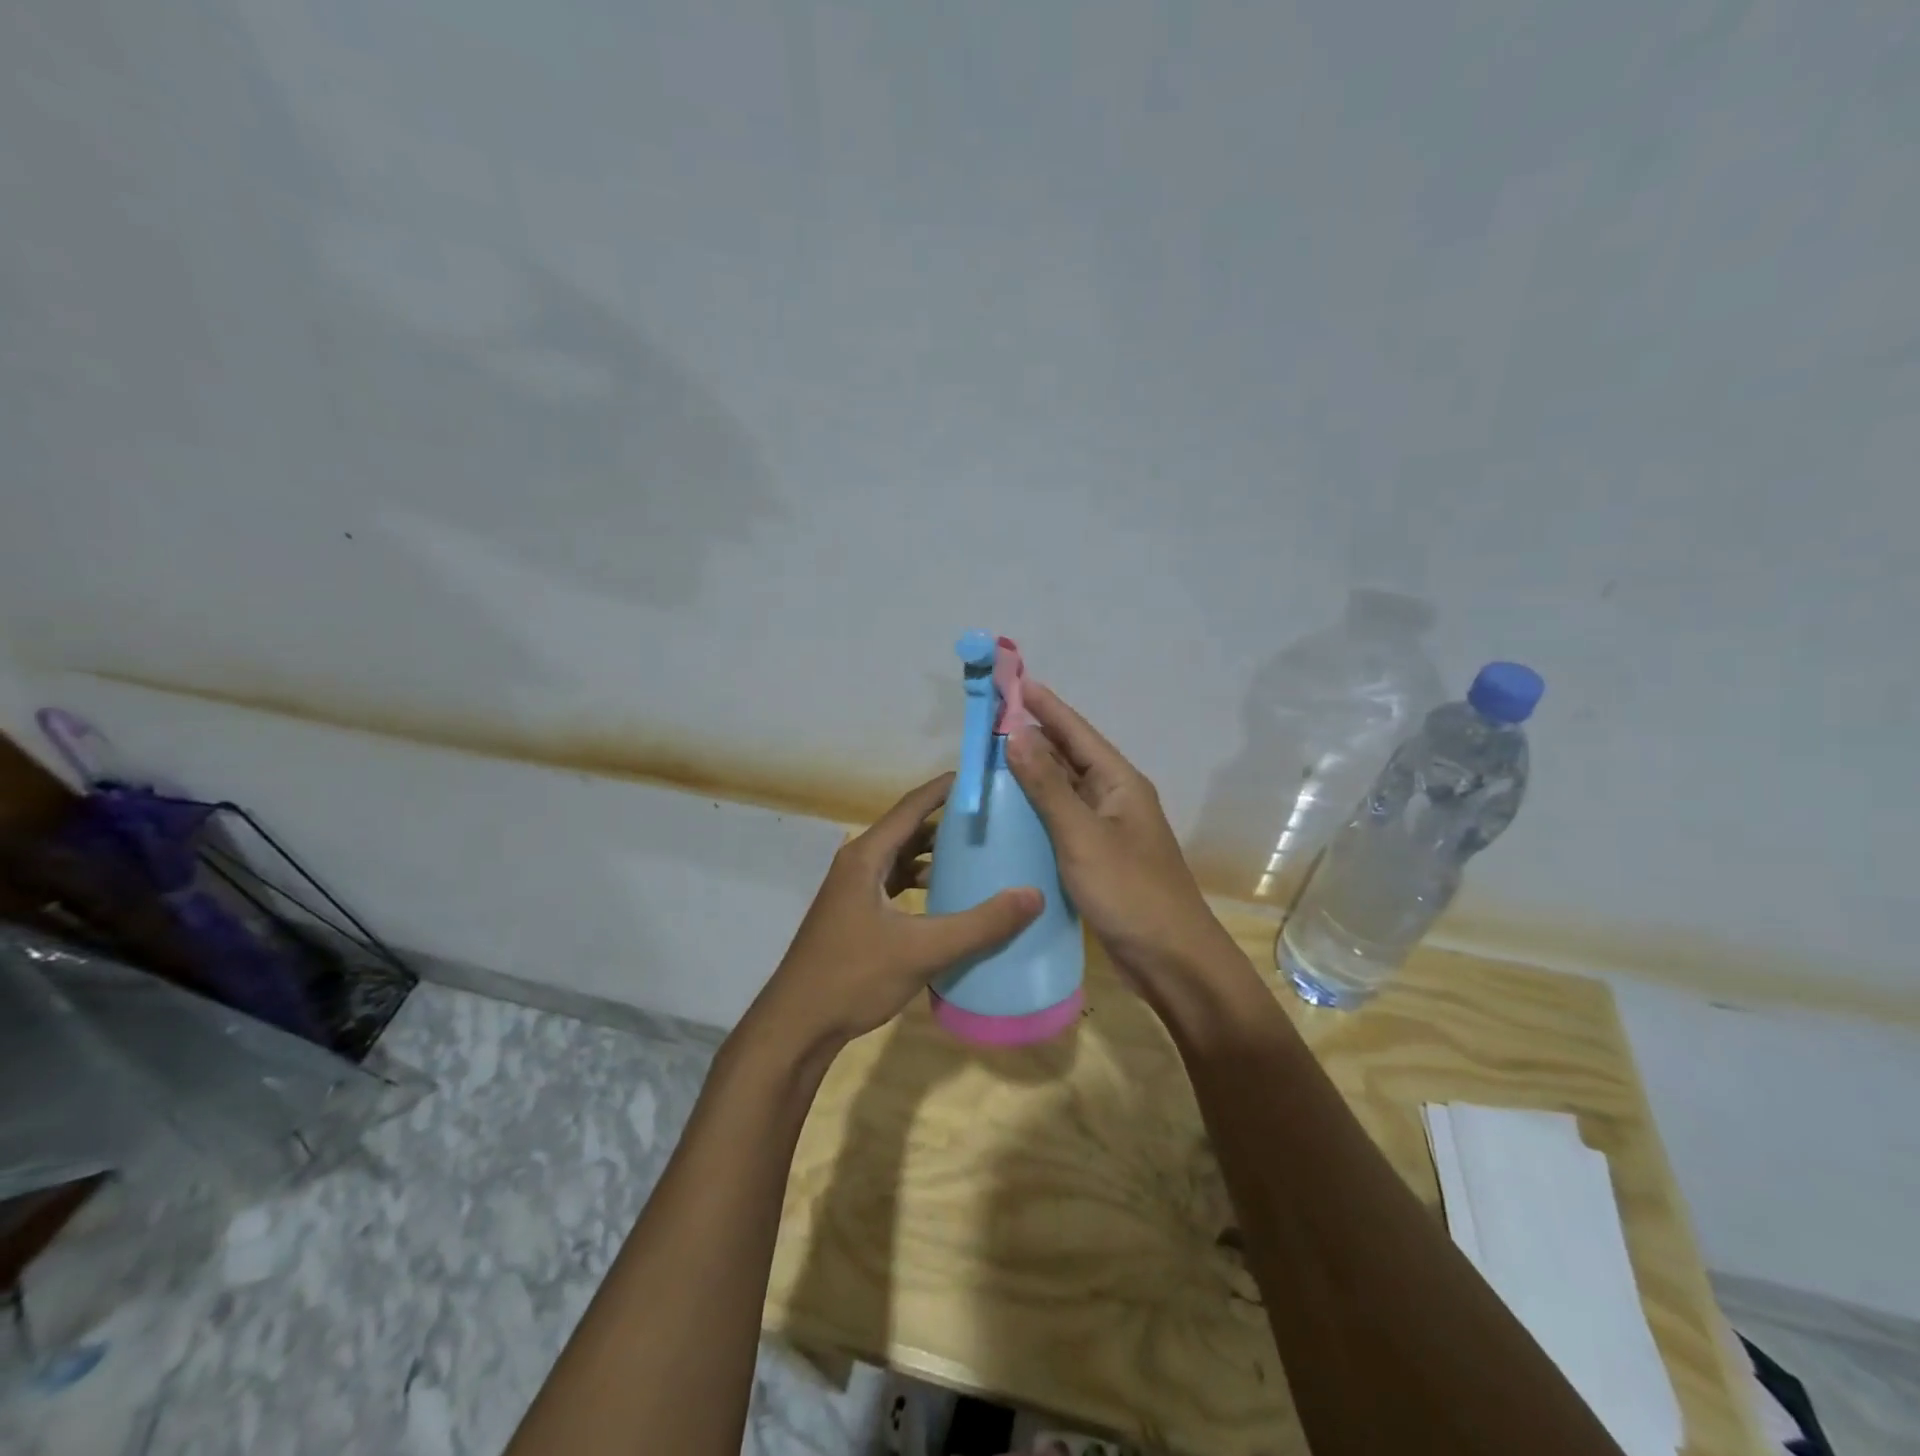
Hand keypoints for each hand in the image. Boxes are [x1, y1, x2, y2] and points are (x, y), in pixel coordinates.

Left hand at [744, 773, 1042, 1059]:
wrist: (797, 1026)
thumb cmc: (853, 977)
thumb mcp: (922, 950)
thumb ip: (979, 924)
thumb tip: (1034, 895)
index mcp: (866, 856)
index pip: (911, 806)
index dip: (946, 788)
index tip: (983, 778)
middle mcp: (857, 864)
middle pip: (908, 829)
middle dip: (948, 822)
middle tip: (993, 819)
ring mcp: (854, 890)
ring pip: (901, 858)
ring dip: (935, 854)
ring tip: (978, 855)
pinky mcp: (856, 915)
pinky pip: (895, 883)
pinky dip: (922, 882)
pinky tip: (948, 899)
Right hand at [1006, 683, 1239, 996]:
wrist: (1171, 961)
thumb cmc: (1130, 892)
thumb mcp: (1082, 836)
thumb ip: (1047, 786)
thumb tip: (1016, 733)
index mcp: (1119, 782)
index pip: (1075, 731)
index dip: (1043, 704)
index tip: (1011, 681)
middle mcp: (1114, 797)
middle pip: (1068, 757)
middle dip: (1031, 737)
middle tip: (986, 723)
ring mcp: (1106, 829)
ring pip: (1062, 790)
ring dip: (1030, 775)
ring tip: (987, 762)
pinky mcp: (1096, 857)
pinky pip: (1060, 822)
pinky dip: (1035, 812)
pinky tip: (1006, 814)